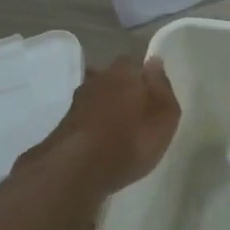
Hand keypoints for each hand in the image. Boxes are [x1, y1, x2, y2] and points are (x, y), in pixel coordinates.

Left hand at [30, 57, 180, 191]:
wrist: (77, 168)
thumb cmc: (131, 141)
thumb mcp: (164, 118)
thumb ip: (162, 88)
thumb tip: (155, 61)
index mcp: (125, 72)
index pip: (136, 64)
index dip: (144, 78)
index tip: (152, 96)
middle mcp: (99, 77)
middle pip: (114, 77)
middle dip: (123, 89)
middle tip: (137, 112)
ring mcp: (78, 99)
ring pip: (98, 95)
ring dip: (106, 106)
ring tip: (119, 128)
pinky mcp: (65, 121)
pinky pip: (86, 115)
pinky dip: (94, 122)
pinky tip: (101, 139)